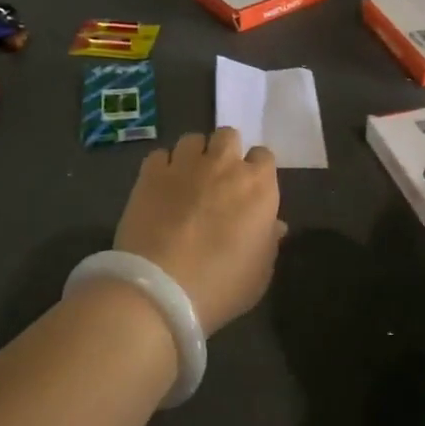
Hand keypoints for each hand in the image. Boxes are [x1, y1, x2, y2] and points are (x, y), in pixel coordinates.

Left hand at [113, 128, 284, 335]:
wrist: (161, 289)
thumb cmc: (222, 285)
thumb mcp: (260, 273)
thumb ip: (269, 241)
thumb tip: (274, 225)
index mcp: (258, 186)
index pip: (264, 156)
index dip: (256, 170)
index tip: (249, 190)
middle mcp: (224, 165)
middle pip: (228, 136)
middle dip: (225, 152)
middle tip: (218, 179)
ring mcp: (185, 165)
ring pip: (193, 139)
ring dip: (194, 155)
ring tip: (187, 179)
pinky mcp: (150, 173)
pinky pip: (159, 155)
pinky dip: (162, 167)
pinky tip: (160, 187)